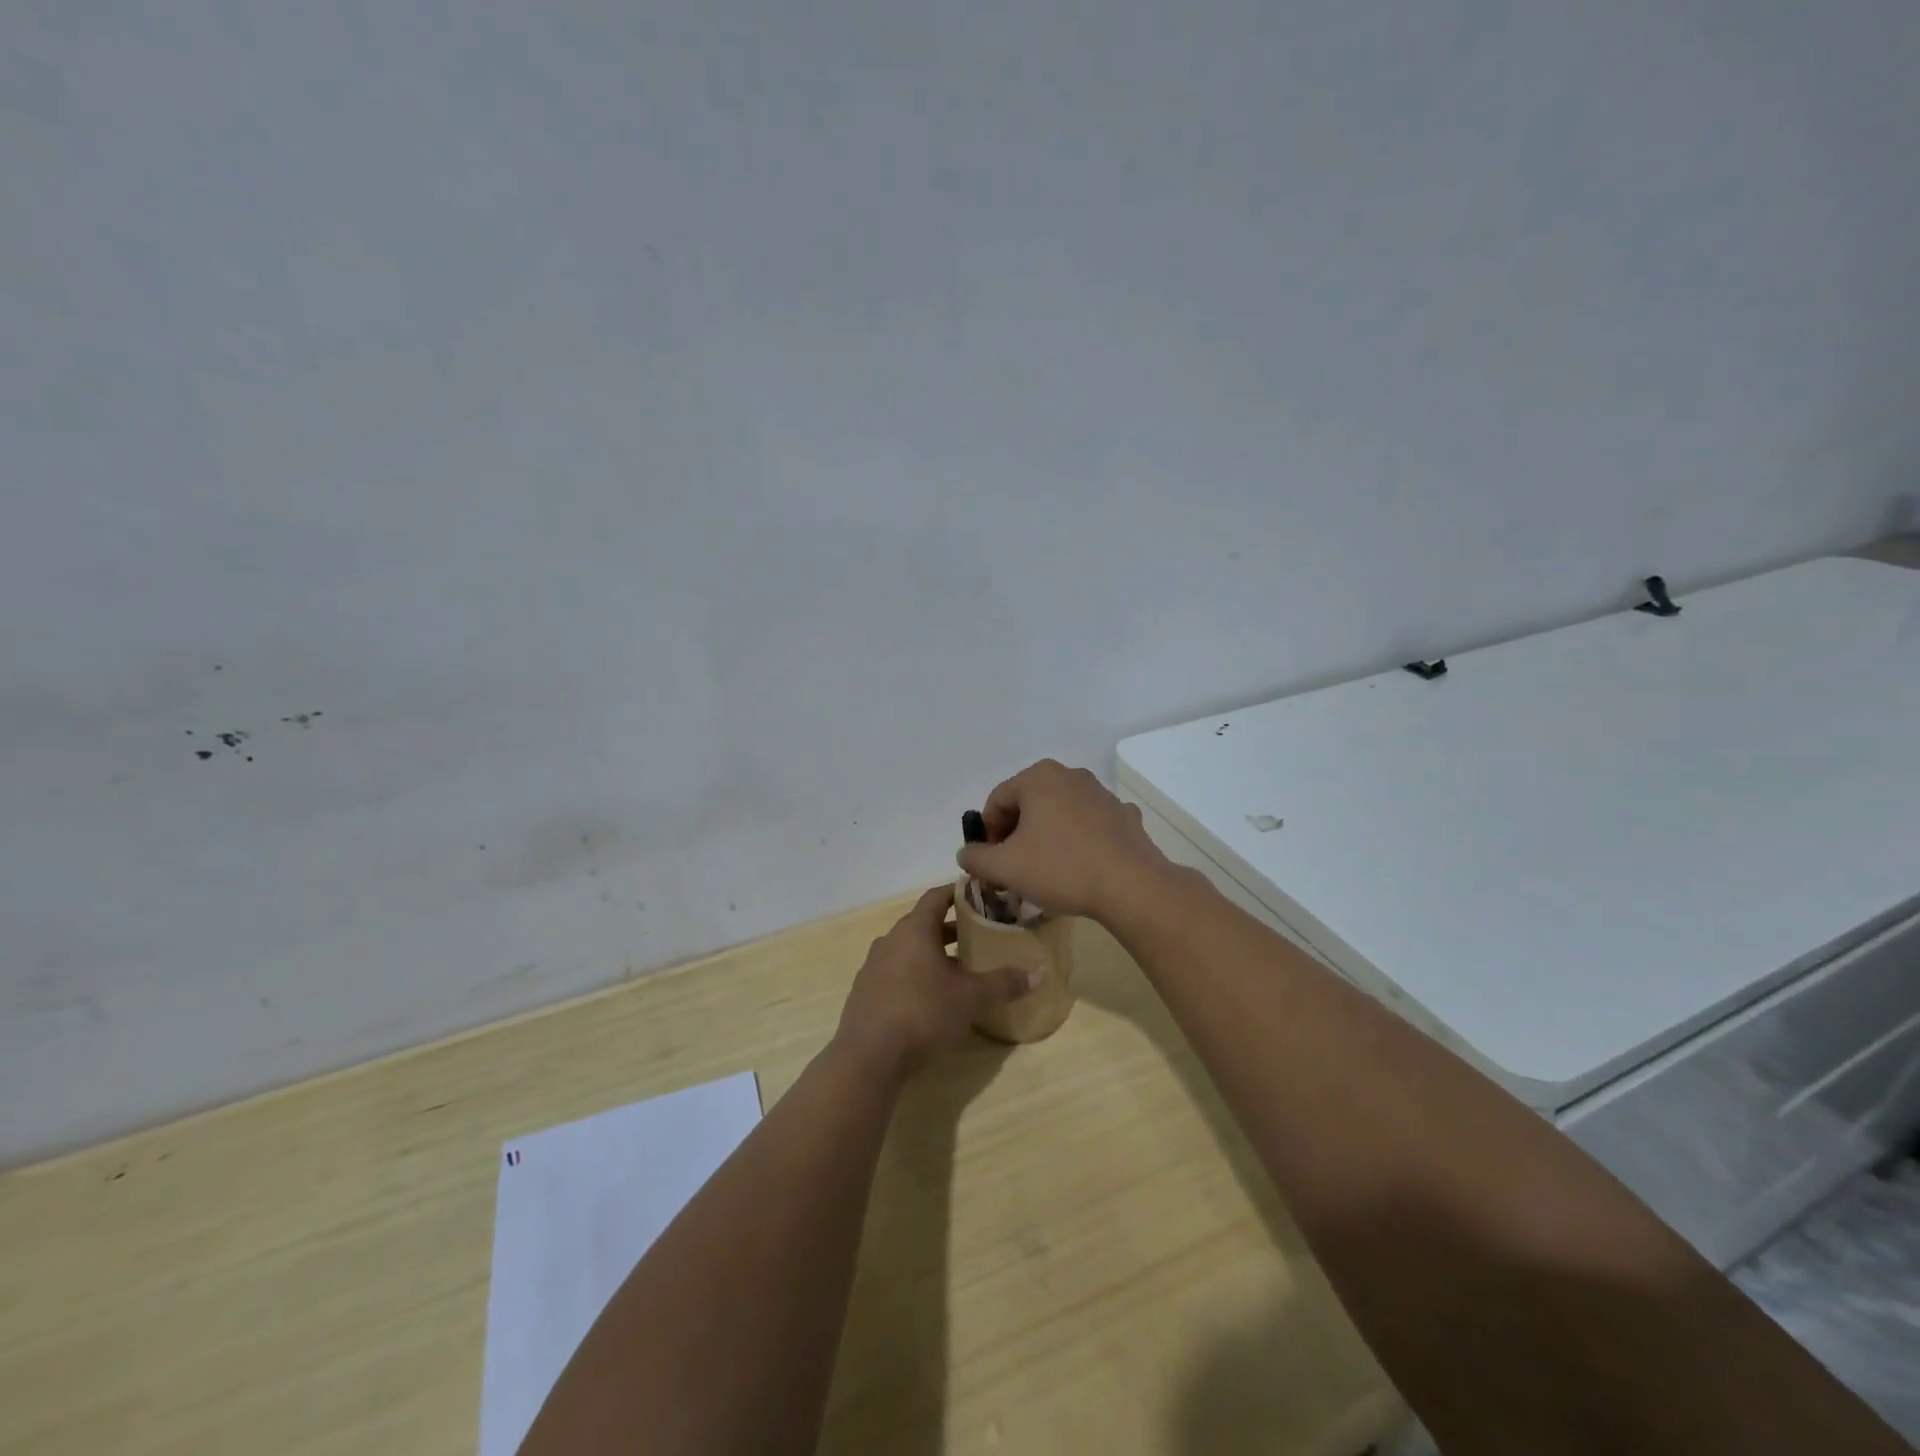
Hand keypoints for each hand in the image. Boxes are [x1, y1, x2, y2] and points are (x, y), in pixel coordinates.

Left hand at [834, 886, 1038, 1080]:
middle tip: (978, 935)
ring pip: (908, 950)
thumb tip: (1039, 973)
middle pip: (923, 924)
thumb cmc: (923, 1012)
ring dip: (932, 954)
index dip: (957, 893)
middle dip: (950, 928)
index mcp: (914, 929)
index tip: (978, 895)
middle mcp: (890, 940)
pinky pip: (895, 972)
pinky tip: (932, 998)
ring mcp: (874, 966)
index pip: (936, 897)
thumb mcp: (971, 998)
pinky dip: (915, 975)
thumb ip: (1004, 983)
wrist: (869, 1056)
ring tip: (960, 969)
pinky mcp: (865, 992)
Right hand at [955, 760, 1170, 920]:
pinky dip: (1079, 840)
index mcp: (1038, 778)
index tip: (991, 861)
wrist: (1131, 886)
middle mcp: (1070, 775)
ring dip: (1047, 835)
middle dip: (1017, 833)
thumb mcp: (1004, 867)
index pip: (997, 800)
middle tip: (1014, 866)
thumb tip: (966, 853)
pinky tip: (1081, 866)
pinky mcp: (1124, 816)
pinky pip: (1090, 825)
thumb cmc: (1060, 868)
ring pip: (1060, 813)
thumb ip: (976, 858)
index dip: (988, 832)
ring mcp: (1102, 793)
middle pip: (1029, 803)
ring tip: (1047, 870)